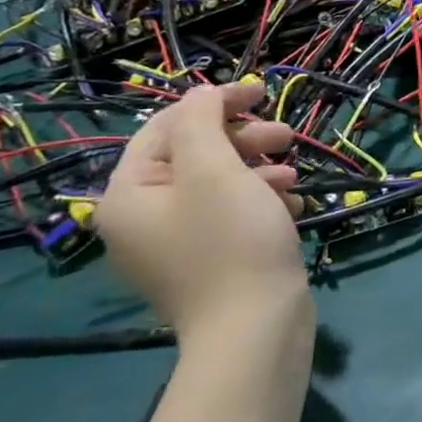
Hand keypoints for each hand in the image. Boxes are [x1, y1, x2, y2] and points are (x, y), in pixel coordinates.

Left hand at [95, 83, 309, 344]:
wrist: (254, 329)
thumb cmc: (231, 241)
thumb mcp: (215, 170)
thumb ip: (202, 121)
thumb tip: (200, 94)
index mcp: (128, 195)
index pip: (166, 127)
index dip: (214, 103)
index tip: (262, 92)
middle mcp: (142, 218)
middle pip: (193, 154)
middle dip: (243, 138)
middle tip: (286, 136)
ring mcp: (174, 244)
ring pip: (217, 183)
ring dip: (258, 168)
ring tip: (293, 174)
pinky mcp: (206, 262)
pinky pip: (228, 214)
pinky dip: (259, 200)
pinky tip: (291, 203)